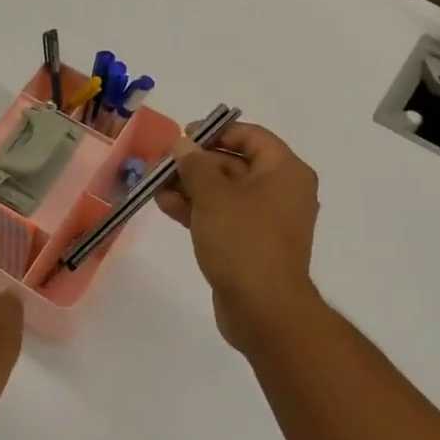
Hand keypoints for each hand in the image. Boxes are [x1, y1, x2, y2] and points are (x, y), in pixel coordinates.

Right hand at [157, 122, 324, 350]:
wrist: (263, 309)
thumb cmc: (243, 240)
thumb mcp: (213, 195)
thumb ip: (194, 164)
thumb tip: (182, 145)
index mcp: (284, 171)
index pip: (250, 136)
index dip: (215, 131)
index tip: (183, 137)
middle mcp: (281, 191)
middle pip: (234, 163)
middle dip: (194, 162)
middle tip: (160, 164)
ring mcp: (266, 219)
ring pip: (224, 191)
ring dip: (190, 186)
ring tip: (154, 186)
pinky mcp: (251, 243)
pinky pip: (222, 215)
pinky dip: (197, 209)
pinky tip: (165, 206)